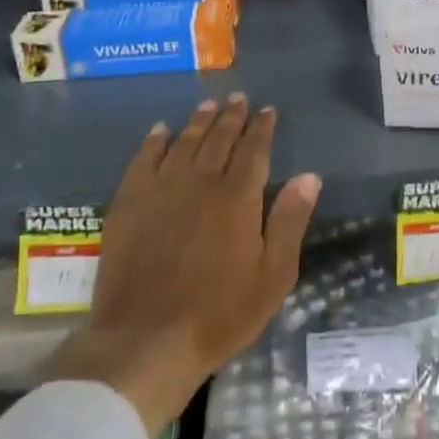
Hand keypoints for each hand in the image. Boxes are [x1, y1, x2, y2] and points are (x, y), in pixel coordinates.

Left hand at [48, 94, 319, 435]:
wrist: (146, 340)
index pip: (254, 150)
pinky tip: (160, 131)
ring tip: (208, 105)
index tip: (268, 110)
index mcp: (238, 197)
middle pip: (219, 139)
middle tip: (238, 98)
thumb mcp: (272, 276)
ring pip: (184, 143)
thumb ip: (290, 221)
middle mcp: (200, 182)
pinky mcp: (129, 204)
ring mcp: (161, 190)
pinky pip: (143, 160)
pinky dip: (154, 142)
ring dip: (198, 121)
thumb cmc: (219, 314)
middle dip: (232, 116)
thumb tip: (309, 176)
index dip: (262, 128)